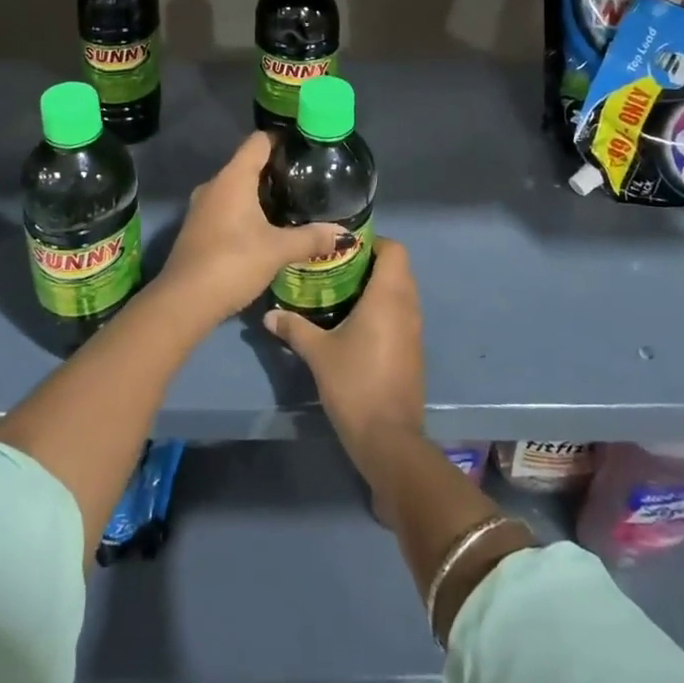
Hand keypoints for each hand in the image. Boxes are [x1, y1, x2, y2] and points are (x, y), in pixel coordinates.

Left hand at [155, 131, 346, 325]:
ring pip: (236, 188)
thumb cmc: (232, 262)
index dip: (282, 139)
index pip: (258, 141)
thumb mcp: (277, 250)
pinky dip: (246, 211)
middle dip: (275, 170)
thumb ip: (311, 238)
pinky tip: (265, 229)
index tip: (305, 148)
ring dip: (260, 193)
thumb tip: (346, 234)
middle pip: (247, 164)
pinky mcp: (197, 228)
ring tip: (291, 205)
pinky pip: (226, 208)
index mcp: (233, 178)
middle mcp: (214, 185)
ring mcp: (202, 207)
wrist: (184, 301)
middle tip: (306, 181)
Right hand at [265, 239, 424, 457]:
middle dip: (369, 264)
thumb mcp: (318, 353)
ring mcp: (414, 331)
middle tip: (335, 268)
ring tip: (341, 293)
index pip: (394, 249)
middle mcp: (407, 307)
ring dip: (376, 288)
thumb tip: (269, 314)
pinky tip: (354, 324)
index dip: (372, 243)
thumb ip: (294, 327)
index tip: (343, 249)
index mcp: (389, 296)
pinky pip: (401, 315)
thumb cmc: (355, 384)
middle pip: (398, 268)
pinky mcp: (413, 351)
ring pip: (400, 293)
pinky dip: (383, 310)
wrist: (388, 439)